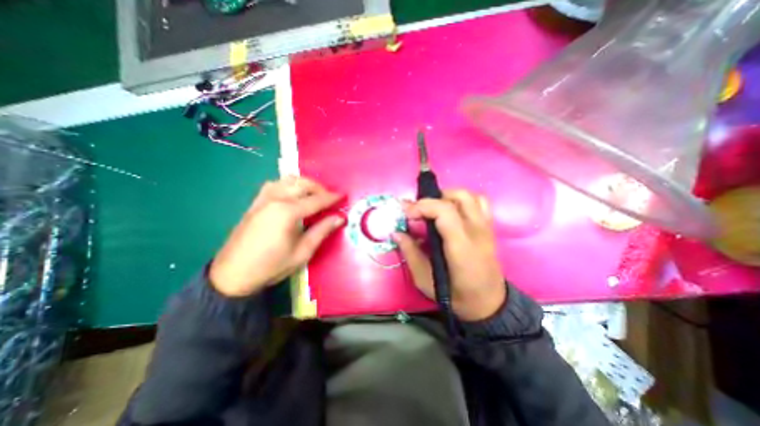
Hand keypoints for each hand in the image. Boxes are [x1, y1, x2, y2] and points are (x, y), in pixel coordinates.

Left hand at [211, 177, 346, 295]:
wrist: (233, 275)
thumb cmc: (271, 266)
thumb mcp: (303, 252)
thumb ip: (322, 231)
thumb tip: (340, 218)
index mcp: (288, 212)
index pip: (316, 200)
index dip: (332, 198)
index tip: (343, 197)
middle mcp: (275, 199)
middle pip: (302, 184)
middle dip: (319, 188)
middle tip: (329, 199)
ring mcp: (263, 199)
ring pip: (288, 180)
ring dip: (304, 184)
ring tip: (313, 196)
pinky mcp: (255, 203)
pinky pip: (275, 184)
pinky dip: (288, 185)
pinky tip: (292, 195)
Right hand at [395, 192, 506, 321]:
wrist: (488, 303)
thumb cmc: (456, 296)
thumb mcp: (425, 280)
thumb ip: (410, 253)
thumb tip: (397, 233)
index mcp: (461, 247)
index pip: (444, 211)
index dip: (422, 206)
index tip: (406, 213)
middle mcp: (477, 232)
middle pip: (458, 197)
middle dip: (433, 199)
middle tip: (418, 212)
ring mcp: (486, 228)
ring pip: (469, 196)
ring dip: (447, 196)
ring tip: (434, 210)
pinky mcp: (489, 228)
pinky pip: (480, 202)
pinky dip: (463, 200)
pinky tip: (452, 211)